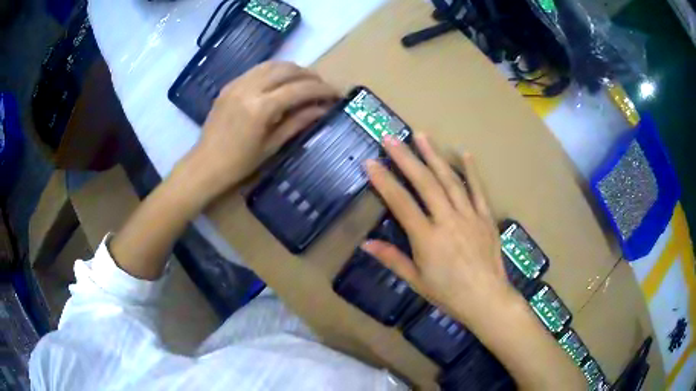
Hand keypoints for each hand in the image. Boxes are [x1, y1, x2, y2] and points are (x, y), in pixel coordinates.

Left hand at [187, 61, 338, 201]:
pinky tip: (280, 81)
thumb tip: (322, 109)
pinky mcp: (229, 85)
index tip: (336, 93)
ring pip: (272, 64)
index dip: (321, 89)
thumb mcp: (272, 146)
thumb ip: (298, 123)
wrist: (205, 165)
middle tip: (322, 86)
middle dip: (309, 75)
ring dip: (293, 69)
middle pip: (287, 70)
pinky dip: (274, 71)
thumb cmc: (239, 164)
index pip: (299, 89)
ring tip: (305, 81)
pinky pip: (257, 69)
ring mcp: (237, 84)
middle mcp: (249, 88)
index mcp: (261, 108)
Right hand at [364, 135, 585, 389]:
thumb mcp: (416, 281)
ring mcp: (469, 215)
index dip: (384, 181)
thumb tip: (366, 244)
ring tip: (422, 136)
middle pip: (425, 183)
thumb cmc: (449, 294)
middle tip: (391, 138)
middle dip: (406, 158)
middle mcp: (448, 220)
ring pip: (450, 180)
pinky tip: (464, 154)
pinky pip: (478, 190)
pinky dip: (471, 171)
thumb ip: (392, 259)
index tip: (371, 162)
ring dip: (435, 156)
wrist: (487, 299)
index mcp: (427, 238)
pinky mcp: (485, 217)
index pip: (401, 203)